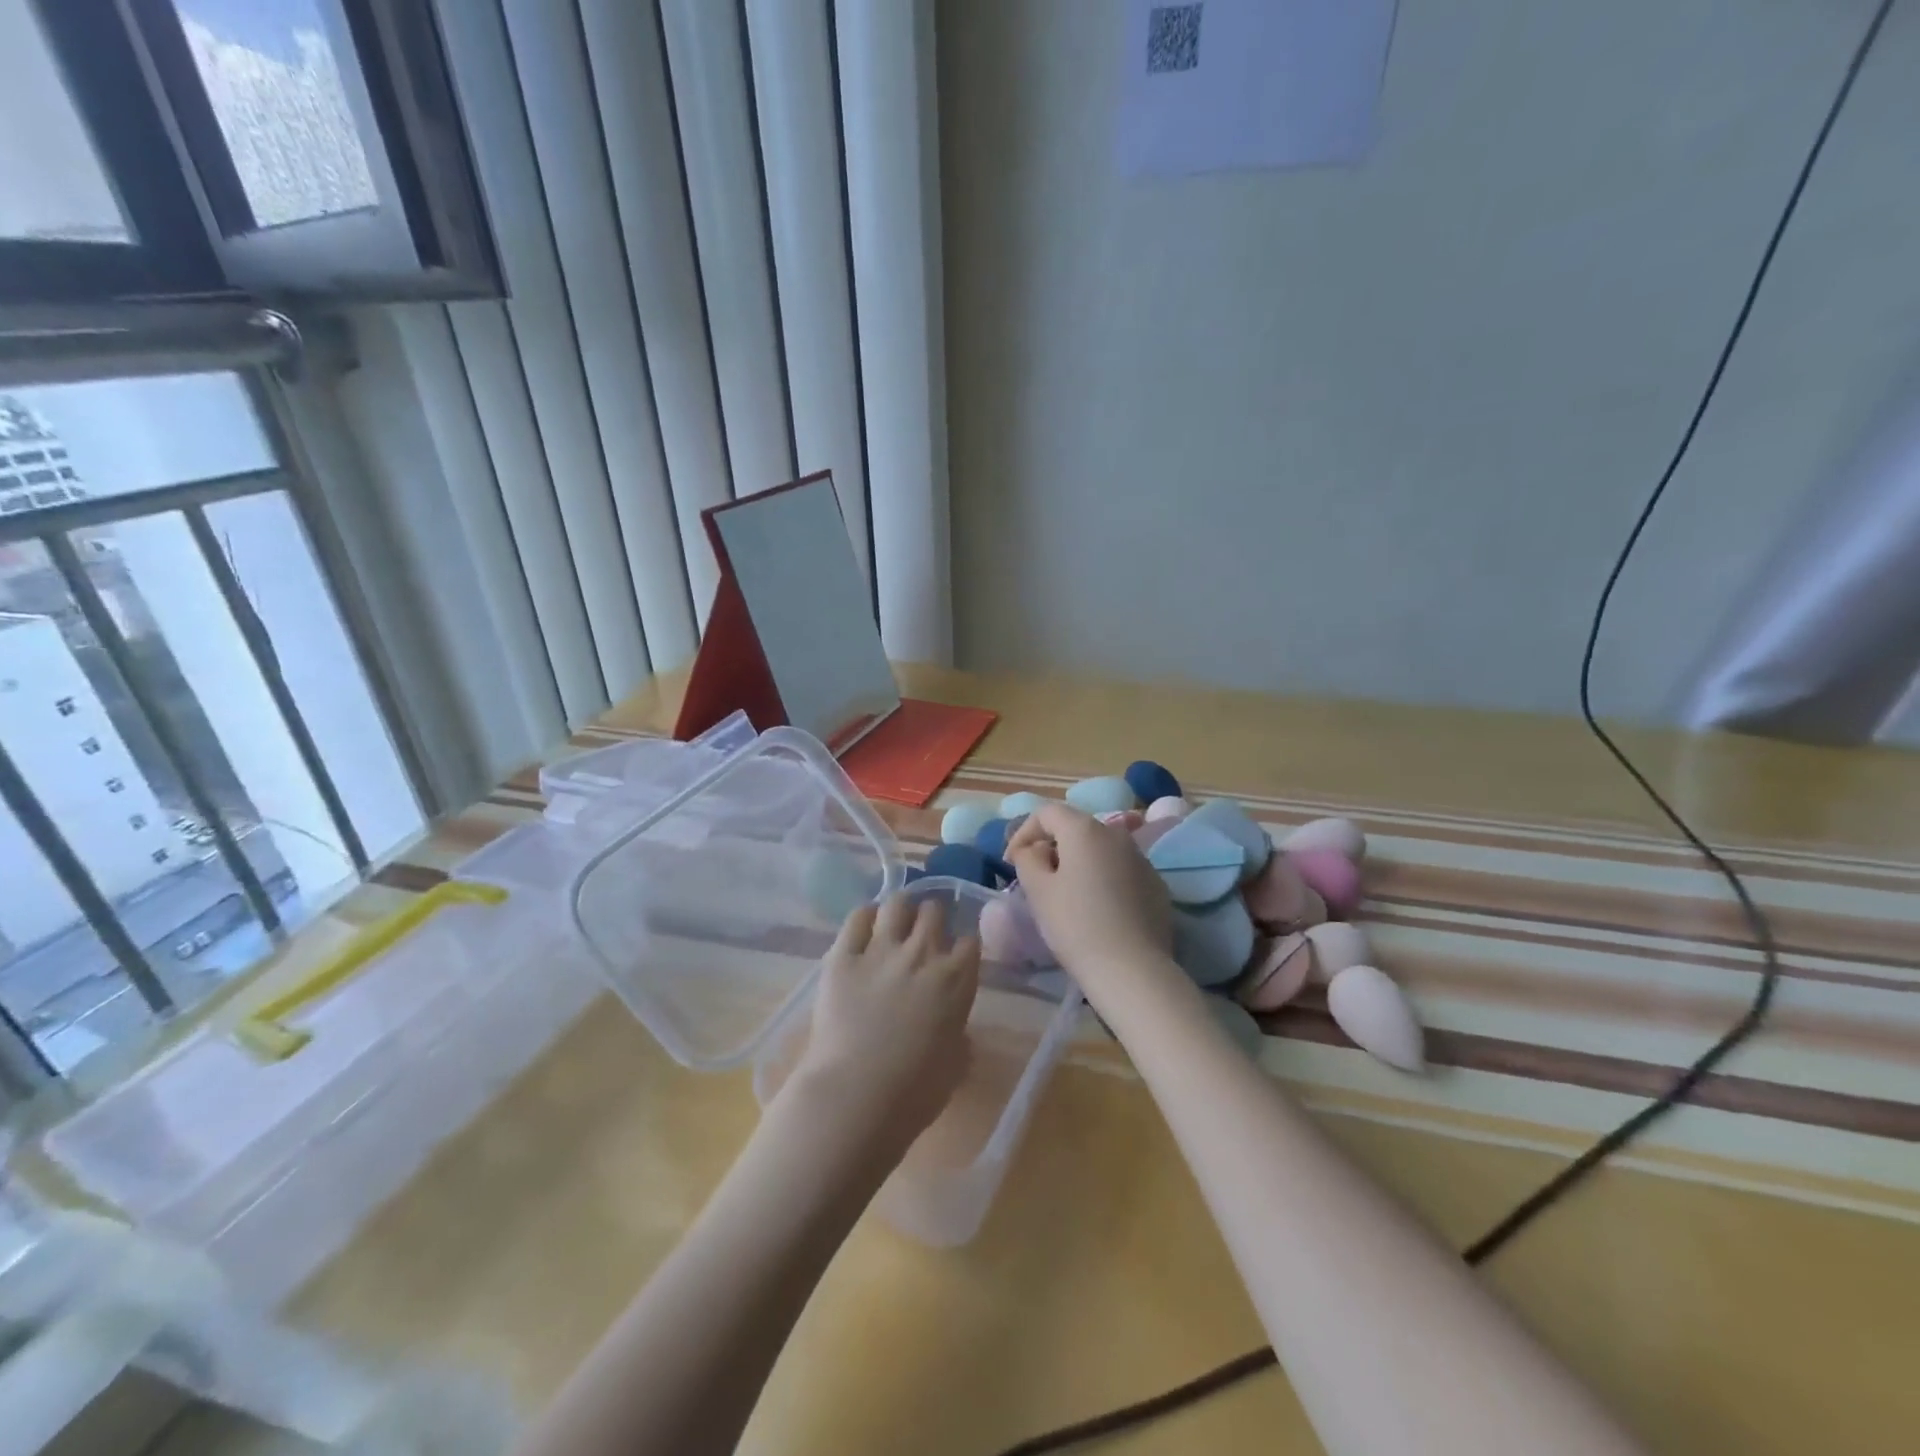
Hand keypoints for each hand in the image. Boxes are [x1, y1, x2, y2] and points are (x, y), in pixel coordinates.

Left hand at [789, 895, 979, 1162]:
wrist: (856, 1096)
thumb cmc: (914, 1093)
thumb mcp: (954, 1065)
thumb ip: (957, 1035)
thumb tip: (953, 1028)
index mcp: (956, 980)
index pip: (969, 941)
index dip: (961, 948)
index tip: (955, 958)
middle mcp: (923, 953)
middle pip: (934, 910)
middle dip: (931, 920)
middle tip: (922, 938)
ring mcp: (881, 949)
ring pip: (897, 903)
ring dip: (899, 911)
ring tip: (893, 925)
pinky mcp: (843, 955)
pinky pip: (856, 917)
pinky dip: (864, 918)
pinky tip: (864, 929)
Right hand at [1008, 803, 1178, 1006]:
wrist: (1132, 969)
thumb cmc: (1076, 925)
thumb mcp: (1038, 890)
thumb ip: (1028, 858)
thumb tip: (1035, 849)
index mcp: (1085, 830)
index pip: (1046, 813)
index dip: (1023, 833)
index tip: (1011, 862)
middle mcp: (1117, 834)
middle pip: (1076, 828)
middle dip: (1052, 846)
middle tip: (1036, 877)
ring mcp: (1142, 859)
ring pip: (1100, 850)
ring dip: (1079, 862)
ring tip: (1066, 893)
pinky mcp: (1156, 884)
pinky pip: (1121, 870)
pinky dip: (1103, 878)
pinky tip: (1097, 908)